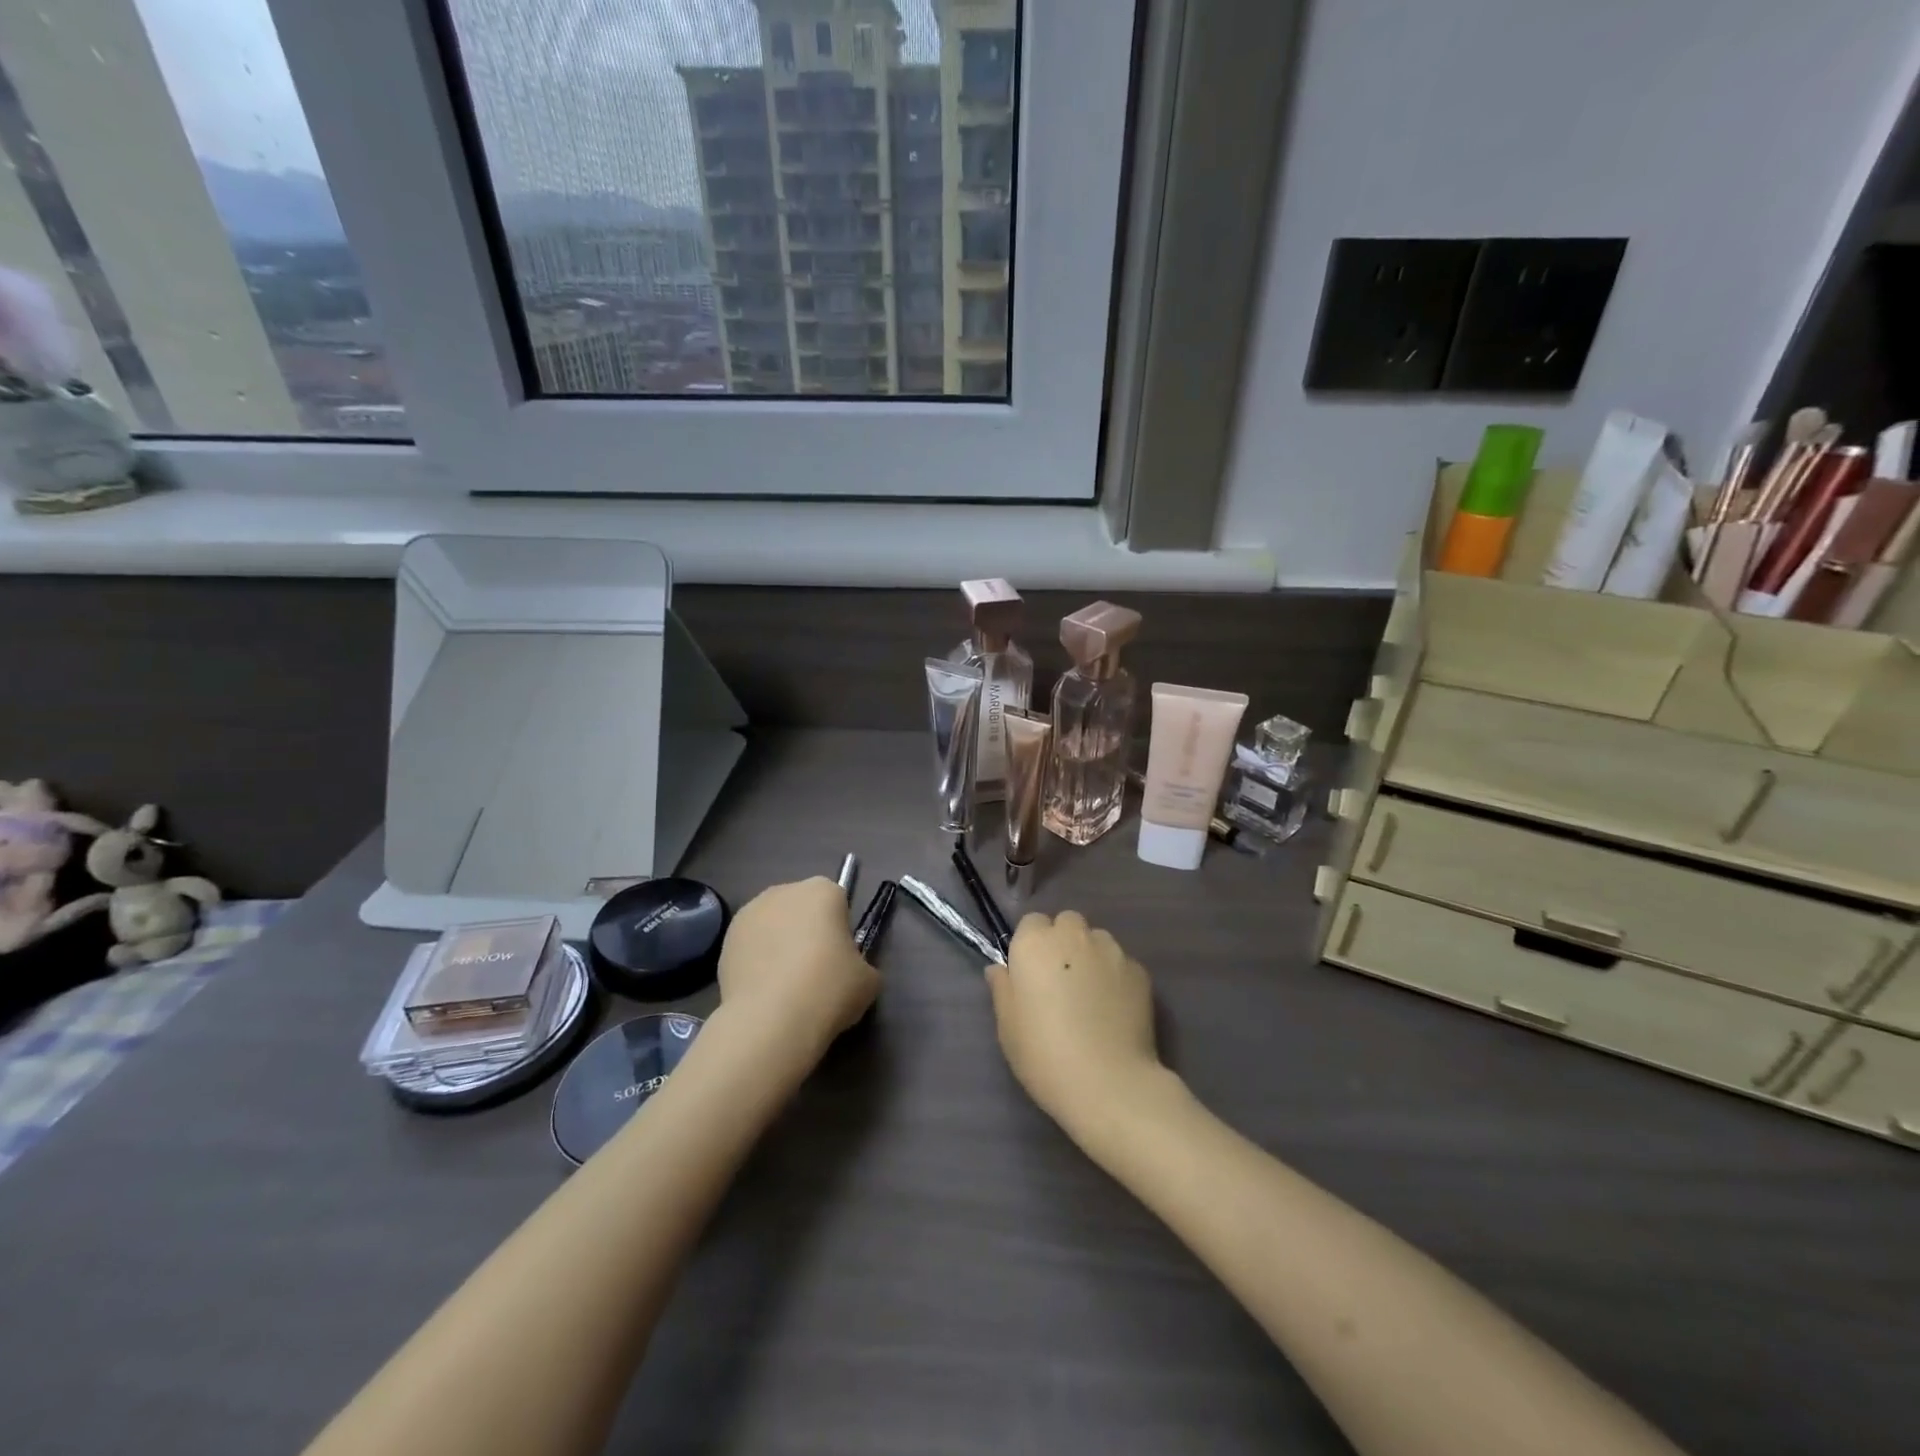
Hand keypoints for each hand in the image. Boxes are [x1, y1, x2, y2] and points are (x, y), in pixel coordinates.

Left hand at [717, 877, 878, 1056]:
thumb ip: (861, 965)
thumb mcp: (868, 980)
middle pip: (802, 908)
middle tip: (815, 972)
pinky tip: (764, 992)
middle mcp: (784, 891)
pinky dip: (757, 962)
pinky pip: (751, 946)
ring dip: (780, 944)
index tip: (840, 959)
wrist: (771, 1020)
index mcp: (823, 891)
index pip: (838, 902)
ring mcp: (750, 913)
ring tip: (785, 985)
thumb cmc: (829, 989)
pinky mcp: (726, 940)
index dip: (840, 931)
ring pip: (774, 925)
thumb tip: (849, 971)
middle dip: (808, 932)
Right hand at [987, 911, 1167, 1143]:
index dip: (1031, 946)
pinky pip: (1121, 964)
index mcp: (1035, 943)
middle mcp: (1073, 936)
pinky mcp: (1140, 971)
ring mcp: (1111, 951)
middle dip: (1063, 942)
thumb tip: (999, 968)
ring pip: (1097, 940)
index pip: (1031, 923)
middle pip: (1067, 923)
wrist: (1108, 1084)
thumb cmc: (1045, 1055)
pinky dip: (1115, 977)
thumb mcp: (1008, 1027)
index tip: (1031, 974)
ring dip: (1090, 956)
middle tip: (1060, 982)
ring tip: (1091, 996)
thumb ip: (1002, 988)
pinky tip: (1114, 1010)